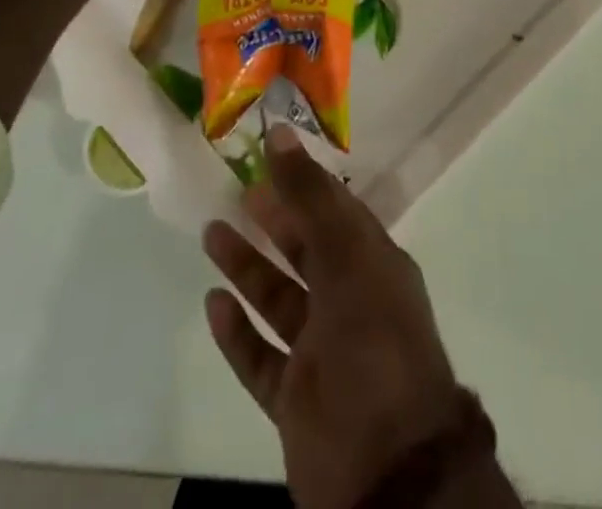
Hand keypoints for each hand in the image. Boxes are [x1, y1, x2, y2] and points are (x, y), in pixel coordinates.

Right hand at [203, 128, 463, 508]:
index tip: (268, 155)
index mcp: (374, 266)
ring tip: (212, 233)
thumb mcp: (346, 255)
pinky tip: (213, 305)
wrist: (389, 468)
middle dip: (275, 221)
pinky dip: (239, 333)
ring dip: (247, 268)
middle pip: (306, 251)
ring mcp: (323, 354)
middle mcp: (350, 303)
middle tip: (237, 191)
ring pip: (279, 300)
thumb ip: (310, 195)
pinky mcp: (297, 400)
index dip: (304, 183)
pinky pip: (262, 358)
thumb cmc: (374, 341)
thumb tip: (280, 132)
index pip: (336, 211)